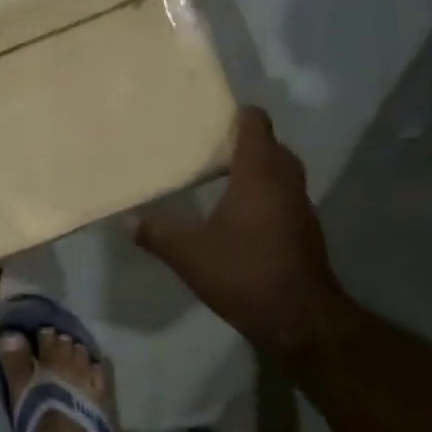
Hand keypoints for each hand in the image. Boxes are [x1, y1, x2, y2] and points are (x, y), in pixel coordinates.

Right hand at [135, 107, 349, 362]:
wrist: (297, 317)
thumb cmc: (242, 272)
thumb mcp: (188, 253)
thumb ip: (156, 233)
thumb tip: (127, 219)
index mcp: (259, 175)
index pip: (256, 125)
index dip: (238, 115)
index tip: (213, 116)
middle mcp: (286, 183)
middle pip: (272, 147)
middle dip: (246, 143)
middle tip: (211, 148)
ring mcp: (300, 208)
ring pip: (281, 174)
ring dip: (257, 171)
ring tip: (221, 178)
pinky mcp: (304, 232)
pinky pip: (284, 198)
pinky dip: (264, 196)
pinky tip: (238, 216)